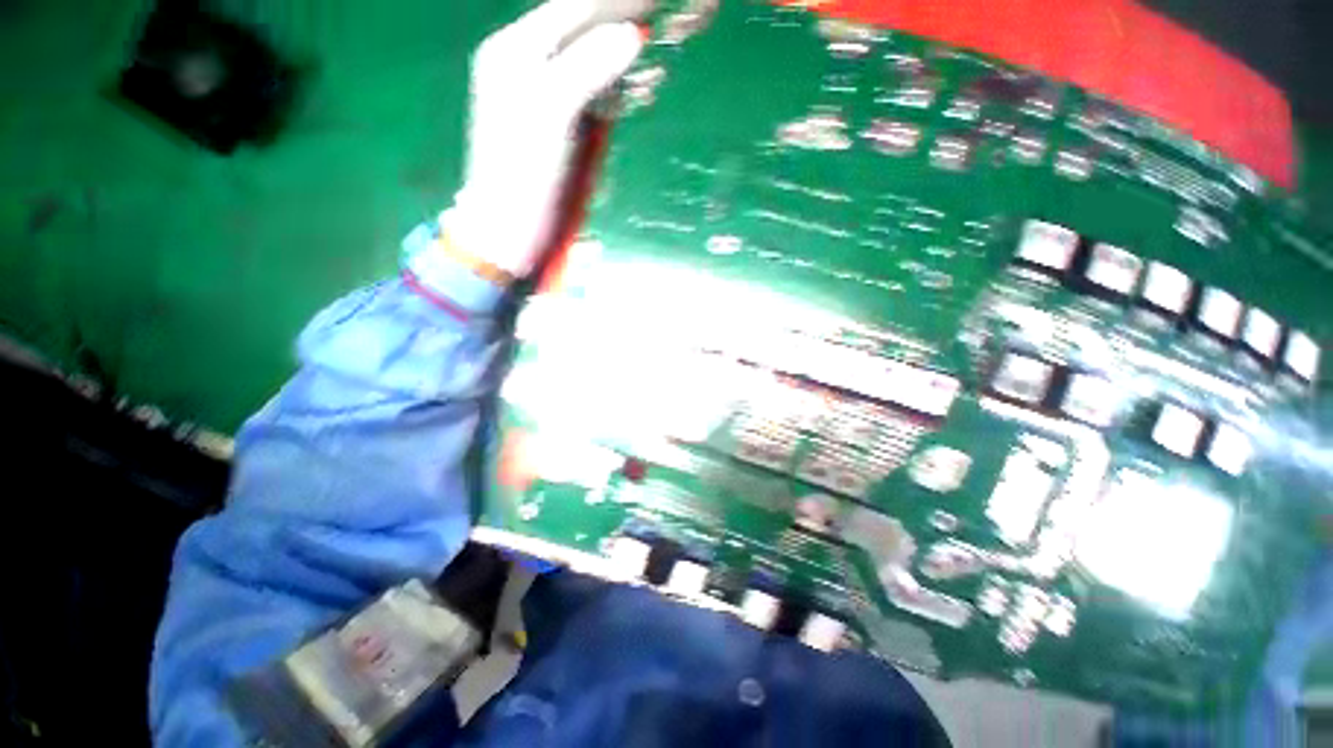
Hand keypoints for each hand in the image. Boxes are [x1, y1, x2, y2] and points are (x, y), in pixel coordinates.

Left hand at [444, 0, 647, 276]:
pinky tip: (641, 91)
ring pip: (594, 64)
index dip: (612, 6)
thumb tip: (633, 35)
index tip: (650, 6)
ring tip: (656, 63)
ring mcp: (550, 98)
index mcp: (516, 50)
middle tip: (659, 29)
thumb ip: (588, 66)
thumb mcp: (551, 111)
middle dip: (622, 29)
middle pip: (583, 32)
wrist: (514, 226)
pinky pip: (597, 97)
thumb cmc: (524, 169)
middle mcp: (531, 66)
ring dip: (626, 62)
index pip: (570, 10)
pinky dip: (621, 92)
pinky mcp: (567, 128)